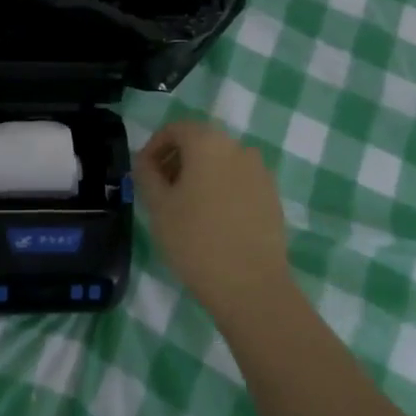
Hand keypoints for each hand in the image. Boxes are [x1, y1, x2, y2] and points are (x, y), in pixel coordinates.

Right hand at [134, 118, 289, 320]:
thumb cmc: (196, 240)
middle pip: (200, 143)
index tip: (143, 173)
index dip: (154, 146)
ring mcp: (260, 172)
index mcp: (208, 143)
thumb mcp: (158, 206)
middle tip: (160, 191)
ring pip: (221, 162)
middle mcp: (238, 148)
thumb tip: (145, 161)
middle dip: (176, 160)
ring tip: (184, 208)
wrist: (251, 286)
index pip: (175, 129)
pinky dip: (221, 189)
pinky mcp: (272, 196)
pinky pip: (239, 181)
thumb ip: (146, 174)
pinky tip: (212, 220)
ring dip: (199, 175)